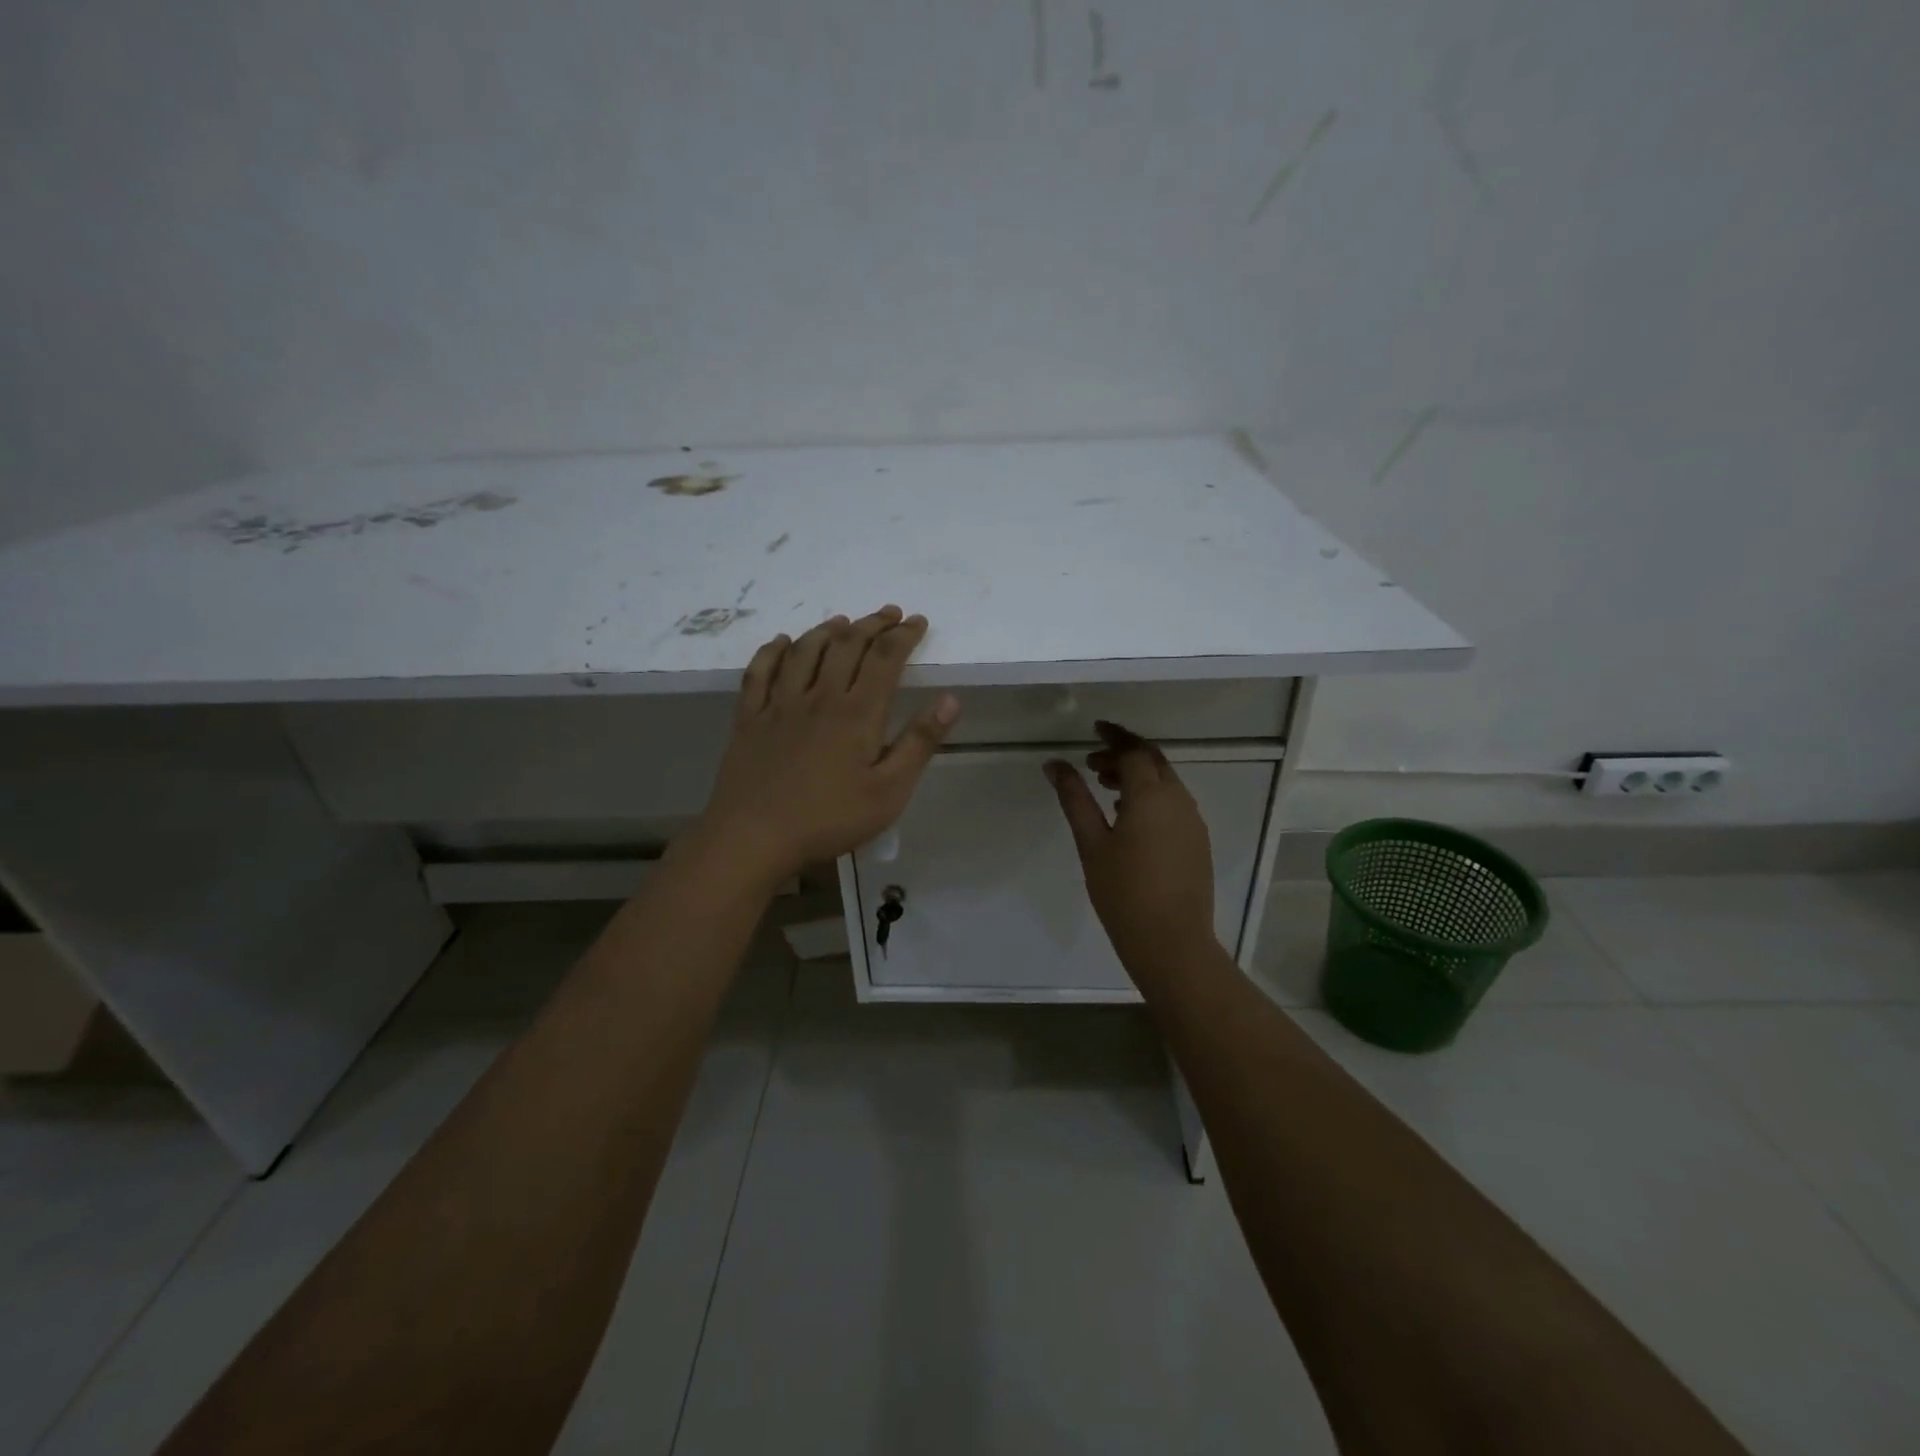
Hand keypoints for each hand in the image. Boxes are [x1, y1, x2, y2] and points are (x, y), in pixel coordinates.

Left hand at [686, 606, 958, 887]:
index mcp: (857, 713)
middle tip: (889, 614)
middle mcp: (819, 696)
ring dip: (827, 630)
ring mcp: (779, 704)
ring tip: (844, 622)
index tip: (918, 622)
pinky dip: (773, 651)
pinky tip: (781, 642)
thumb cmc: (829, 819)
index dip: (904, 635)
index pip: (885, 658)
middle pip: (847, 645)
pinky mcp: (750, 718)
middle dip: (872, 624)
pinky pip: (759, 672)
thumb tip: (950, 700)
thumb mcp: (889, 791)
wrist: (754, 837)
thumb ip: (920, 743)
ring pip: (804, 651)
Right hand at [1045, 722, 1217, 977]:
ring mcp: (1193, 821)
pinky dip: (1151, 796)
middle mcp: (1179, 800)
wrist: (1171, 942)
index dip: (1113, 738)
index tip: (1094, 731)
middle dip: (1125, 753)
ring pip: (1166, 782)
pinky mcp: (1197, 841)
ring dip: (1138, 775)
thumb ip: (1075, 799)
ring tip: (1105, 788)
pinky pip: (1174, 803)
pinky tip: (1128, 817)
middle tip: (1093, 762)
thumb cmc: (1123, 892)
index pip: (1134, 752)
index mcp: (1152, 796)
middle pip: (1154, 761)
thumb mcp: (1091, 843)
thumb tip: (1055, 764)